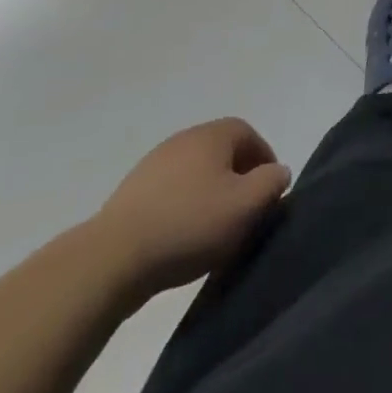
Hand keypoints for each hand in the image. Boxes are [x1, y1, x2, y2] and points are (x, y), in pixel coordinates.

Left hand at [91, 118, 290, 296]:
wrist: (113, 258)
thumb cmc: (190, 224)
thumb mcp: (246, 206)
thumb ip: (271, 184)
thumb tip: (278, 172)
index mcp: (212, 134)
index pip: (248, 134)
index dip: (263, 160)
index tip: (268, 191)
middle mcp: (184, 139)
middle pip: (221, 151)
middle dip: (237, 177)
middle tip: (244, 211)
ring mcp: (154, 164)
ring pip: (195, 172)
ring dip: (209, 194)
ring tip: (213, 229)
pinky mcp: (131, 193)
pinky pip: (170, 192)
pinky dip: (183, 207)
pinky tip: (181, 237)